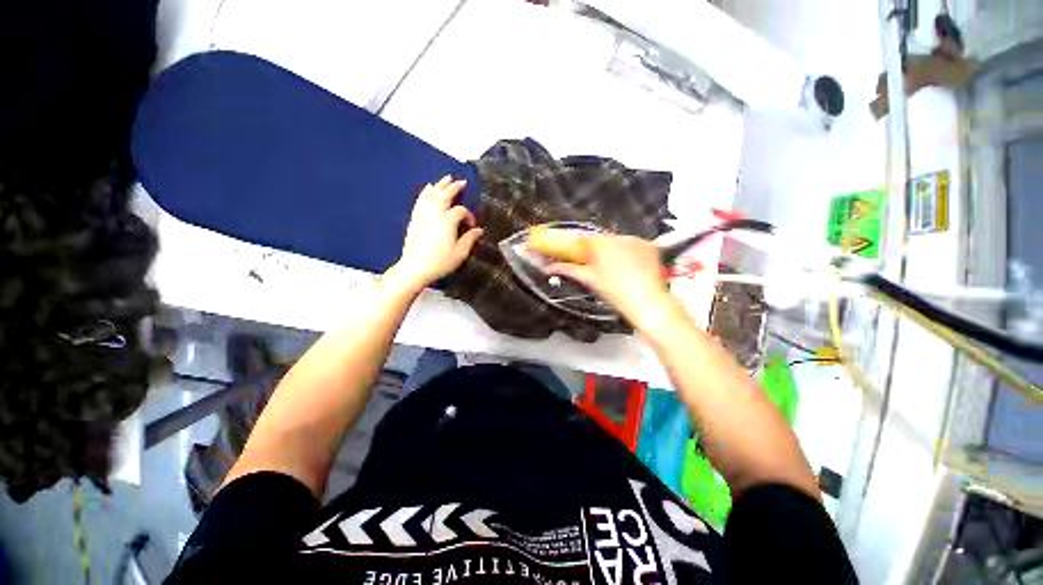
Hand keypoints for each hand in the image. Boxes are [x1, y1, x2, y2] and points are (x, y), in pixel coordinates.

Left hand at [386, 176, 482, 293]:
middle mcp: (434, 214)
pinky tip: (428, 188)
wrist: (415, 268)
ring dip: (440, 185)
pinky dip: (425, 192)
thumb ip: (470, 239)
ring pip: (431, 195)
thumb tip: (478, 230)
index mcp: (447, 221)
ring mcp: (422, 215)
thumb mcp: (460, 253)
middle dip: (454, 187)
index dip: (468, 215)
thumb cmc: (440, 262)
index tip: (472, 226)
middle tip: (461, 181)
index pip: (460, 211)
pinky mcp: (415, 219)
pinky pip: (420, 200)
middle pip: (444, 195)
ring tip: (446, 178)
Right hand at [548, 235, 679, 332]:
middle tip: (597, 266)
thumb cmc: (617, 292)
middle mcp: (618, 238)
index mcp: (600, 244)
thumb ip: (568, 269)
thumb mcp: (589, 279)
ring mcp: (635, 240)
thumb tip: (551, 267)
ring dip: (614, 251)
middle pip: (600, 240)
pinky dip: (630, 253)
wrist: (646, 301)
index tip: (575, 250)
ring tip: (616, 269)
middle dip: (597, 250)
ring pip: (617, 242)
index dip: (577, 245)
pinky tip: (630, 267)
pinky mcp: (647, 245)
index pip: (582, 237)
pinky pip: (633, 245)